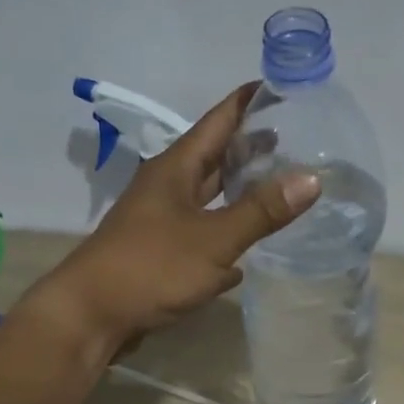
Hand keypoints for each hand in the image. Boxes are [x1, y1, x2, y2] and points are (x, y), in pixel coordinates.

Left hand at [23, 83, 321, 352]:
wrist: (92, 315)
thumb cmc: (151, 267)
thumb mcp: (214, 238)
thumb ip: (261, 211)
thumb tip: (312, 178)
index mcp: (176, 168)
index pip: (219, 119)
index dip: (250, 101)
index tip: (285, 88)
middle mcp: (166, 187)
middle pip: (213, 157)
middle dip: (250, 148)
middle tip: (295, 142)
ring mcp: (160, 222)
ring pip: (207, 198)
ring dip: (237, 194)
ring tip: (277, 190)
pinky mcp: (159, 256)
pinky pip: (200, 238)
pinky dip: (223, 240)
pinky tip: (244, 257)